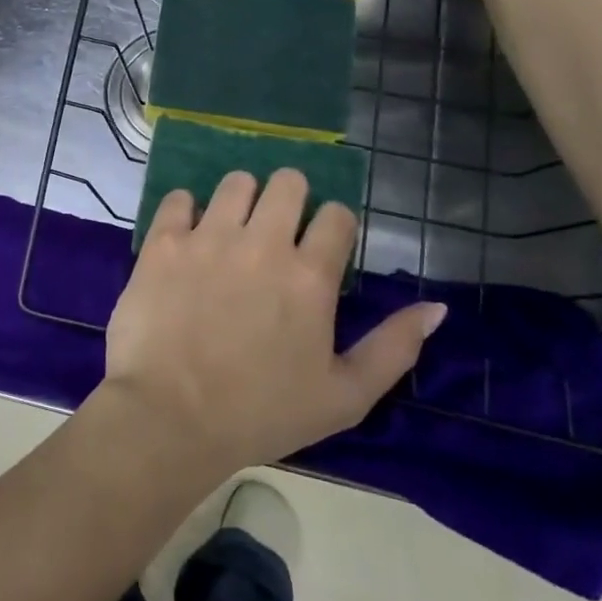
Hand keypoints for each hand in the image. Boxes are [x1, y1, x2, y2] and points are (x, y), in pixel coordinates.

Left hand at [102, 169, 446, 477]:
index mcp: (310, 277)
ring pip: (236, 182)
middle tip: (278, 226)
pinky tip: (189, 233)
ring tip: (235, 226)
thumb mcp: (345, 397)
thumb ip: (394, 348)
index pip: (337, 216)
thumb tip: (437, 308)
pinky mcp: (164, 242)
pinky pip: (179, 198)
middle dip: (291, 197)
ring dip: (242, 197)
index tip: (322, 245)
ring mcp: (209, 238)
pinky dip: (187, 209)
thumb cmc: (261, 414)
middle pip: (288, 182)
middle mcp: (263, 243)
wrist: (171, 418)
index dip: (335, 226)